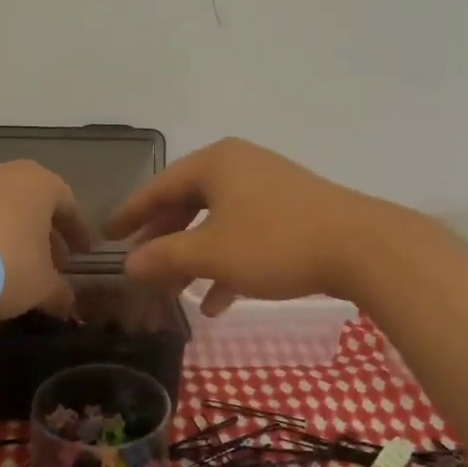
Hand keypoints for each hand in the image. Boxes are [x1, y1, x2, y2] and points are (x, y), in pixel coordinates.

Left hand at [0, 161, 91, 320]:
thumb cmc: (7, 264)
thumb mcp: (43, 286)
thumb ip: (60, 292)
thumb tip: (67, 304)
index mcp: (39, 183)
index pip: (67, 204)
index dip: (75, 232)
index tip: (81, 254)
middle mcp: (3, 173)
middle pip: (30, 203)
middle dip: (41, 233)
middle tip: (48, 264)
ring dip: (7, 234)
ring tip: (9, 267)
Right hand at [105, 138, 400, 311]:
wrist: (362, 246)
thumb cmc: (275, 243)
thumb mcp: (212, 254)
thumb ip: (165, 256)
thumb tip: (128, 264)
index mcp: (215, 163)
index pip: (159, 187)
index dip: (130, 214)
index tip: (105, 235)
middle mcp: (239, 166)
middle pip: (188, 204)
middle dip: (165, 242)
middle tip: (142, 269)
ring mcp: (268, 186)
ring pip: (217, 222)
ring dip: (195, 258)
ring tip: (177, 294)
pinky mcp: (292, 210)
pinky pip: (246, 233)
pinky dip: (228, 263)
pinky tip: (219, 302)